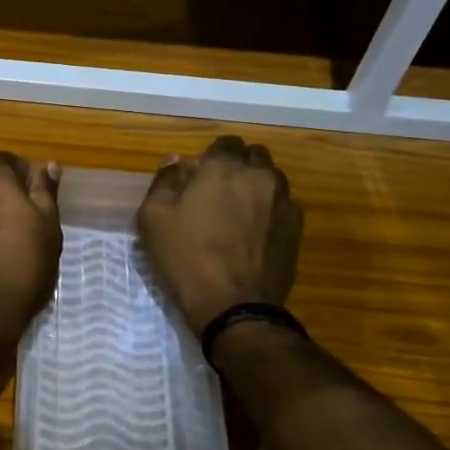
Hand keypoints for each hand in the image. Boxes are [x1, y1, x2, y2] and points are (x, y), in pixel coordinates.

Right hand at [137, 136, 301, 334]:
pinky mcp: (296, 229)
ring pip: (272, 180)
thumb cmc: (186, 258)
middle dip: (238, 166)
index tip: (199, 176)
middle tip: (219, 191)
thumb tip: (176, 161)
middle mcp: (259, 176)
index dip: (212, 156)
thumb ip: (165, 181)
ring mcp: (283, 202)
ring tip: (239, 213)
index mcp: (223, 168)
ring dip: (257, 187)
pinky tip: (255, 233)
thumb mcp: (154, 218)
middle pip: (254, 156)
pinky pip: (283, 206)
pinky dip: (270, 211)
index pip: (225, 143)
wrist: (233, 306)